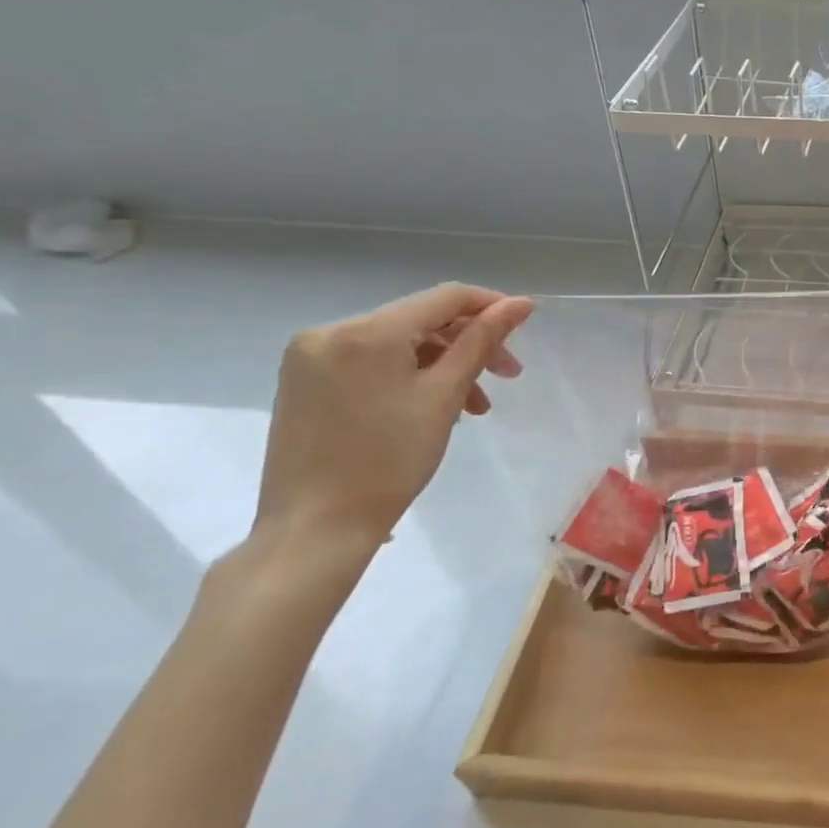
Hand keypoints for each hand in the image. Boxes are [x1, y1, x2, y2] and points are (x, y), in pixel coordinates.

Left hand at [254, 283, 534, 550]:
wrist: (315, 529)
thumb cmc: (389, 461)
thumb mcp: (445, 396)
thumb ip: (482, 341)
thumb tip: (520, 303)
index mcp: (367, 331)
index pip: (444, 297)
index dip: (491, 305)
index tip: (525, 325)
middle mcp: (331, 331)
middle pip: (420, 320)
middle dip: (469, 343)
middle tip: (507, 376)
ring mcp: (311, 357)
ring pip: (397, 343)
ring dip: (442, 364)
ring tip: (473, 406)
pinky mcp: (303, 382)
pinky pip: (371, 362)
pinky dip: (408, 376)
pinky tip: (432, 406)